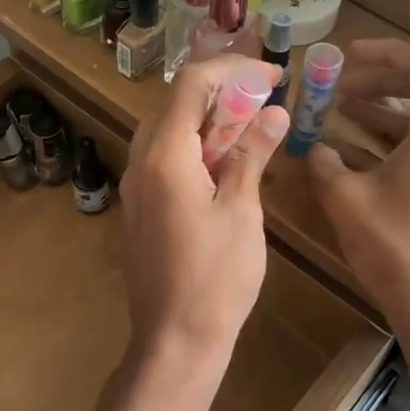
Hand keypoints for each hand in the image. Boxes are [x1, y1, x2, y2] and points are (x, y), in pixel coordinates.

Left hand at [120, 57, 288, 381]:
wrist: (174, 341)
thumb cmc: (215, 278)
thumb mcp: (241, 211)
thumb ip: (252, 155)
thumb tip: (274, 112)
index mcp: (164, 155)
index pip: (192, 83)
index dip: (234, 69)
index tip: (273, 76)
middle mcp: (140, 161)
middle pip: (177, 104)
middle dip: (223, 93)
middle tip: (266, 102)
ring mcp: (135, 186)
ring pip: (170, 131)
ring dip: (210, 121)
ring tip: (253, 130)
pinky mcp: (141, 207)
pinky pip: (165, 159)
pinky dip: (197, 148)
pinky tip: (227, 165)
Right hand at [307, 41, 409, 393]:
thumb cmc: (396, 251)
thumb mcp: (347, 202)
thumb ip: (325, 163)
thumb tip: (315, 148)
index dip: (386, 52)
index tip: (348, 57)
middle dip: (381, 82)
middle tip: (340, 88)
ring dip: (386, 113)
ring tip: (343, 115)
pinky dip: (397, 141)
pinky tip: (360, 157)